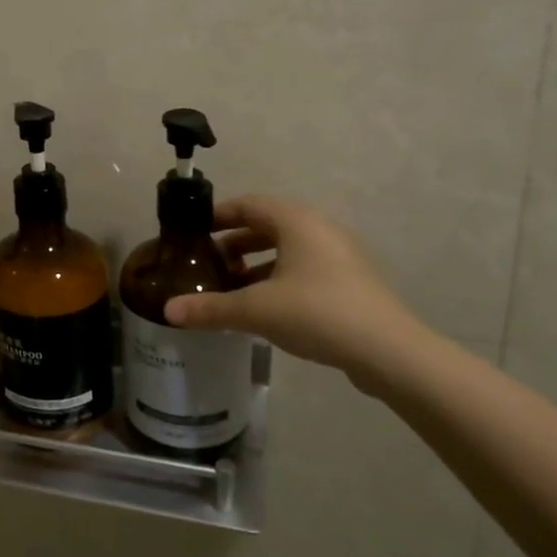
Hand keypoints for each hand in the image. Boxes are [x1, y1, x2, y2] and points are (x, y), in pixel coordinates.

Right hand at [164, 196, 426, 391]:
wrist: (389, 352)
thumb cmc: (317, 313)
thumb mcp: (255, 310)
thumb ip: (210, 308)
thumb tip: (167, 311)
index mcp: (296, 221)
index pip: (248, 204)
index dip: (218, 215)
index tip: (193, 231)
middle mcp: (319, 229)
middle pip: (267, 225)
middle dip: (235, 242)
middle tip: (207, 263)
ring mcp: (339, 256)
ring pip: (287, 250)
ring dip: (256, 263)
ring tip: (231, 287)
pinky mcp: (350, 282)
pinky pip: (304, 269)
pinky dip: (278, 278)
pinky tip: (264, 308)